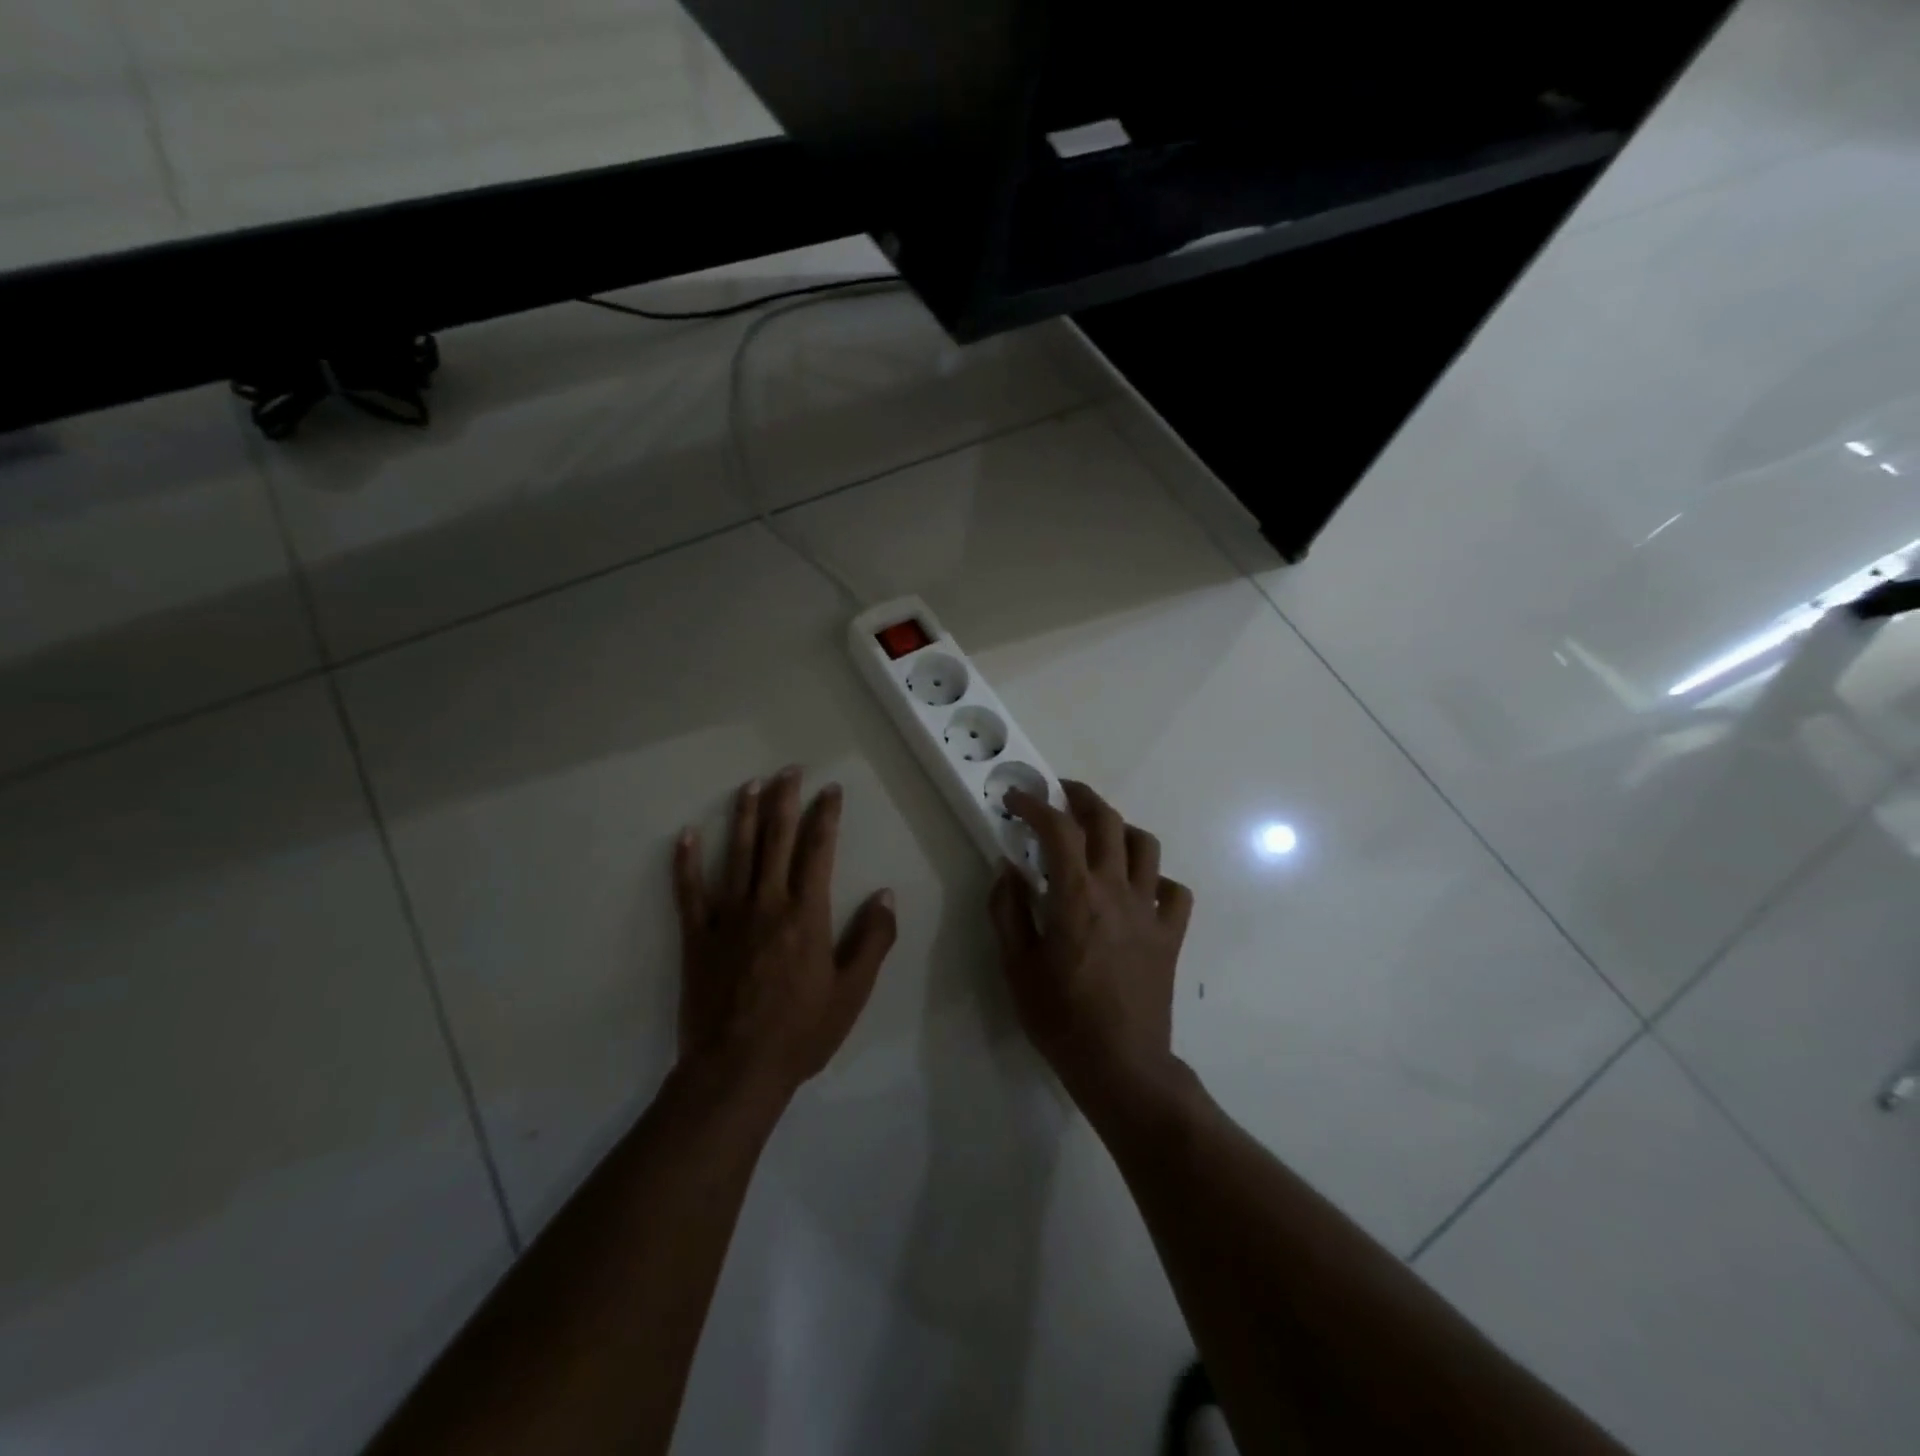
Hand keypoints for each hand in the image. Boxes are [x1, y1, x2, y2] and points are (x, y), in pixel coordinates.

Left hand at [672, 767, 896, 1100]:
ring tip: (749, 785)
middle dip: (784, 801)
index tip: (830, 790)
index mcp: (807, 914)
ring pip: (736, 855)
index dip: (825, 816)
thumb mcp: (852, 991)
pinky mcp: (698, 937)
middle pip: (775, 840)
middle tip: (789, 770)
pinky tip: (686, 835)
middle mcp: (768, 904)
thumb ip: (872, 939)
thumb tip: (884, 894)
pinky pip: (690, 892)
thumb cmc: (802, 1031)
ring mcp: (728, 918)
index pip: (818, 851)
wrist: (737, 1069)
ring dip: (743, 816)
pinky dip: (686, 862)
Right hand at [988, 780, 1193, 1108]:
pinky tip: (1139, 889)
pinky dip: (1157, 880)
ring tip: (1100, 835)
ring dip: (1121, 829)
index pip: (1058, 829)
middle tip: (1060, 795)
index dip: (1035, 805)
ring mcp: (1149, 911)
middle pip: (1108, 821)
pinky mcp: (1170, 936)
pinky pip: (1175, 893)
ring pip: (1146, 846)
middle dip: (1082, 798)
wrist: (1121, 1065)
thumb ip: (1007, 910)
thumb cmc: (1060, 1018)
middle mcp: (1117, 890)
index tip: (1016, 799)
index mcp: (1076, 895)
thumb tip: (1007, 869)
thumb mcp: (1016, 966)